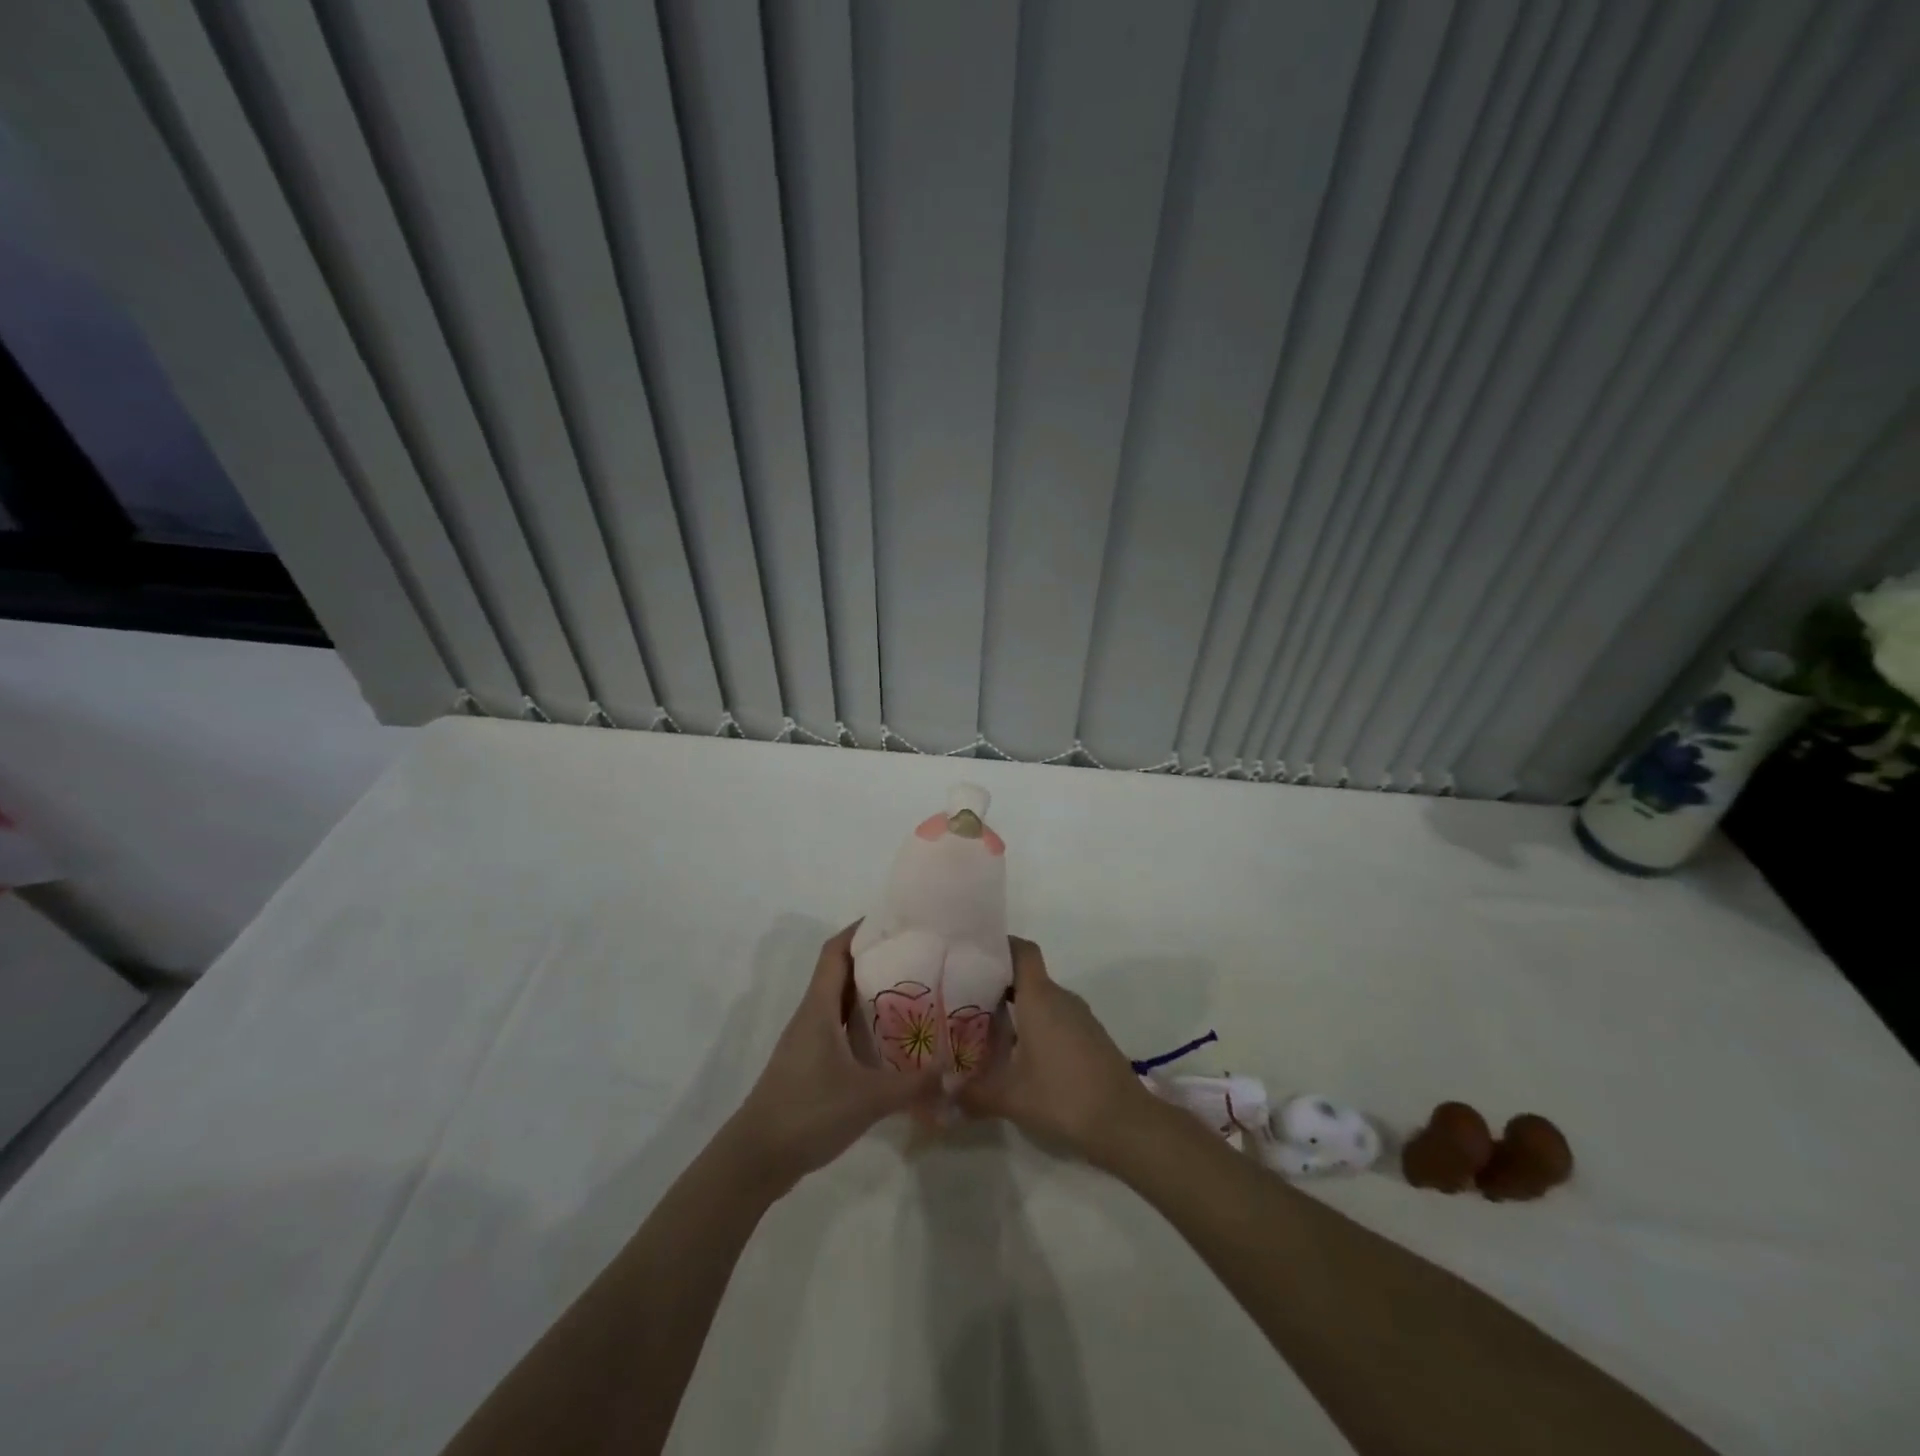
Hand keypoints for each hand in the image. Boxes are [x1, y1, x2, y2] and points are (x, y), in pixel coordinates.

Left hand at [724, 923, 942, 1194]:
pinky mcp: (809, 1066)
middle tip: (915, 956)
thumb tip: (951, 1071)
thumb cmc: (807, 1112)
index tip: (893, 921)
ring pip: (839, 1003)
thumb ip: (913, 1085)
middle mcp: (811, 1016)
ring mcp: (807, 1042)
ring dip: (868, 993)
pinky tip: (888, 1041)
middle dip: (873, 959)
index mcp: (818, 1009)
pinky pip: (839, 1029)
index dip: (859, 930)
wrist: (756, 1159)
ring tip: (910, 992)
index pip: (835, 952)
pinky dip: (862, 1025)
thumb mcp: (867, 1098)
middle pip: (840, 973)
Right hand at [956, 937, 1158, 1166]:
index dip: (999, 946)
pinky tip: (1019, 1055)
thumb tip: (943, 1097)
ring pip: (1042, 999)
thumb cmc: (1063, 1097)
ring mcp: (1080, 1017)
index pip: (1022, 950)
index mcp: (1040, 998)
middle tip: (965, 1000)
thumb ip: (973, 1094)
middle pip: (1027, 976)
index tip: (973, 956)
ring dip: (1017, 1009)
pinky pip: (1057, 1018)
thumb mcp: (1010, 1098)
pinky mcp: (1091, 1037)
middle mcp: (1061, 998)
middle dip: (997, 984)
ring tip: (986, 1029)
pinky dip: (1036, 1026)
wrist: (1126, 1123)